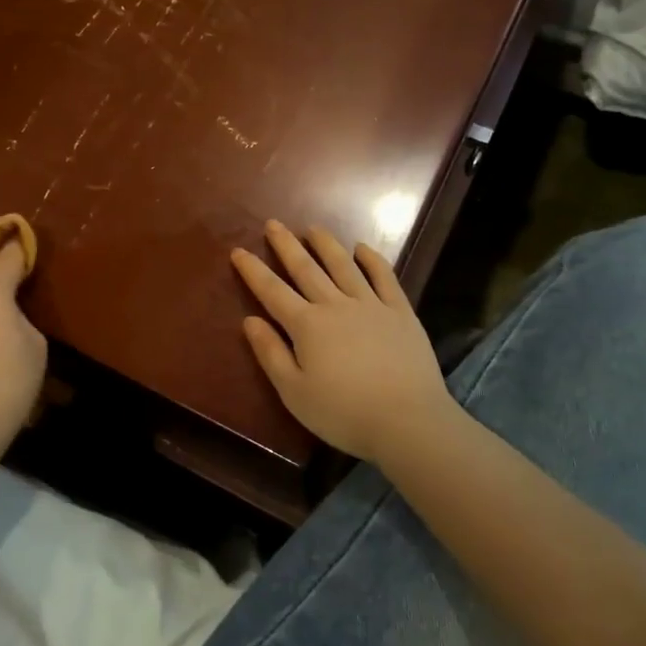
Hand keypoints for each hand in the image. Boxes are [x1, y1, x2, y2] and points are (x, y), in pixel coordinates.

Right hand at [231, 221, 452, 462]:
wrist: (407, 421)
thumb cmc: (343, 413)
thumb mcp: (294, 392)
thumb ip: (271, 354)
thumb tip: (250, 321)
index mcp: (306, 325)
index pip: (272, 291)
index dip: (253, 271)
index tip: (238, 251)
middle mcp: (335, 305)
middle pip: (306, 269)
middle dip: (286, 246)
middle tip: (273, 224)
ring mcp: (371, 305)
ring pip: (343, 266)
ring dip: (326, 244)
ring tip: (313, 228)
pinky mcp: (400, 312)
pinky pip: (384, 277)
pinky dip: (372, 260)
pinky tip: (362, 248)